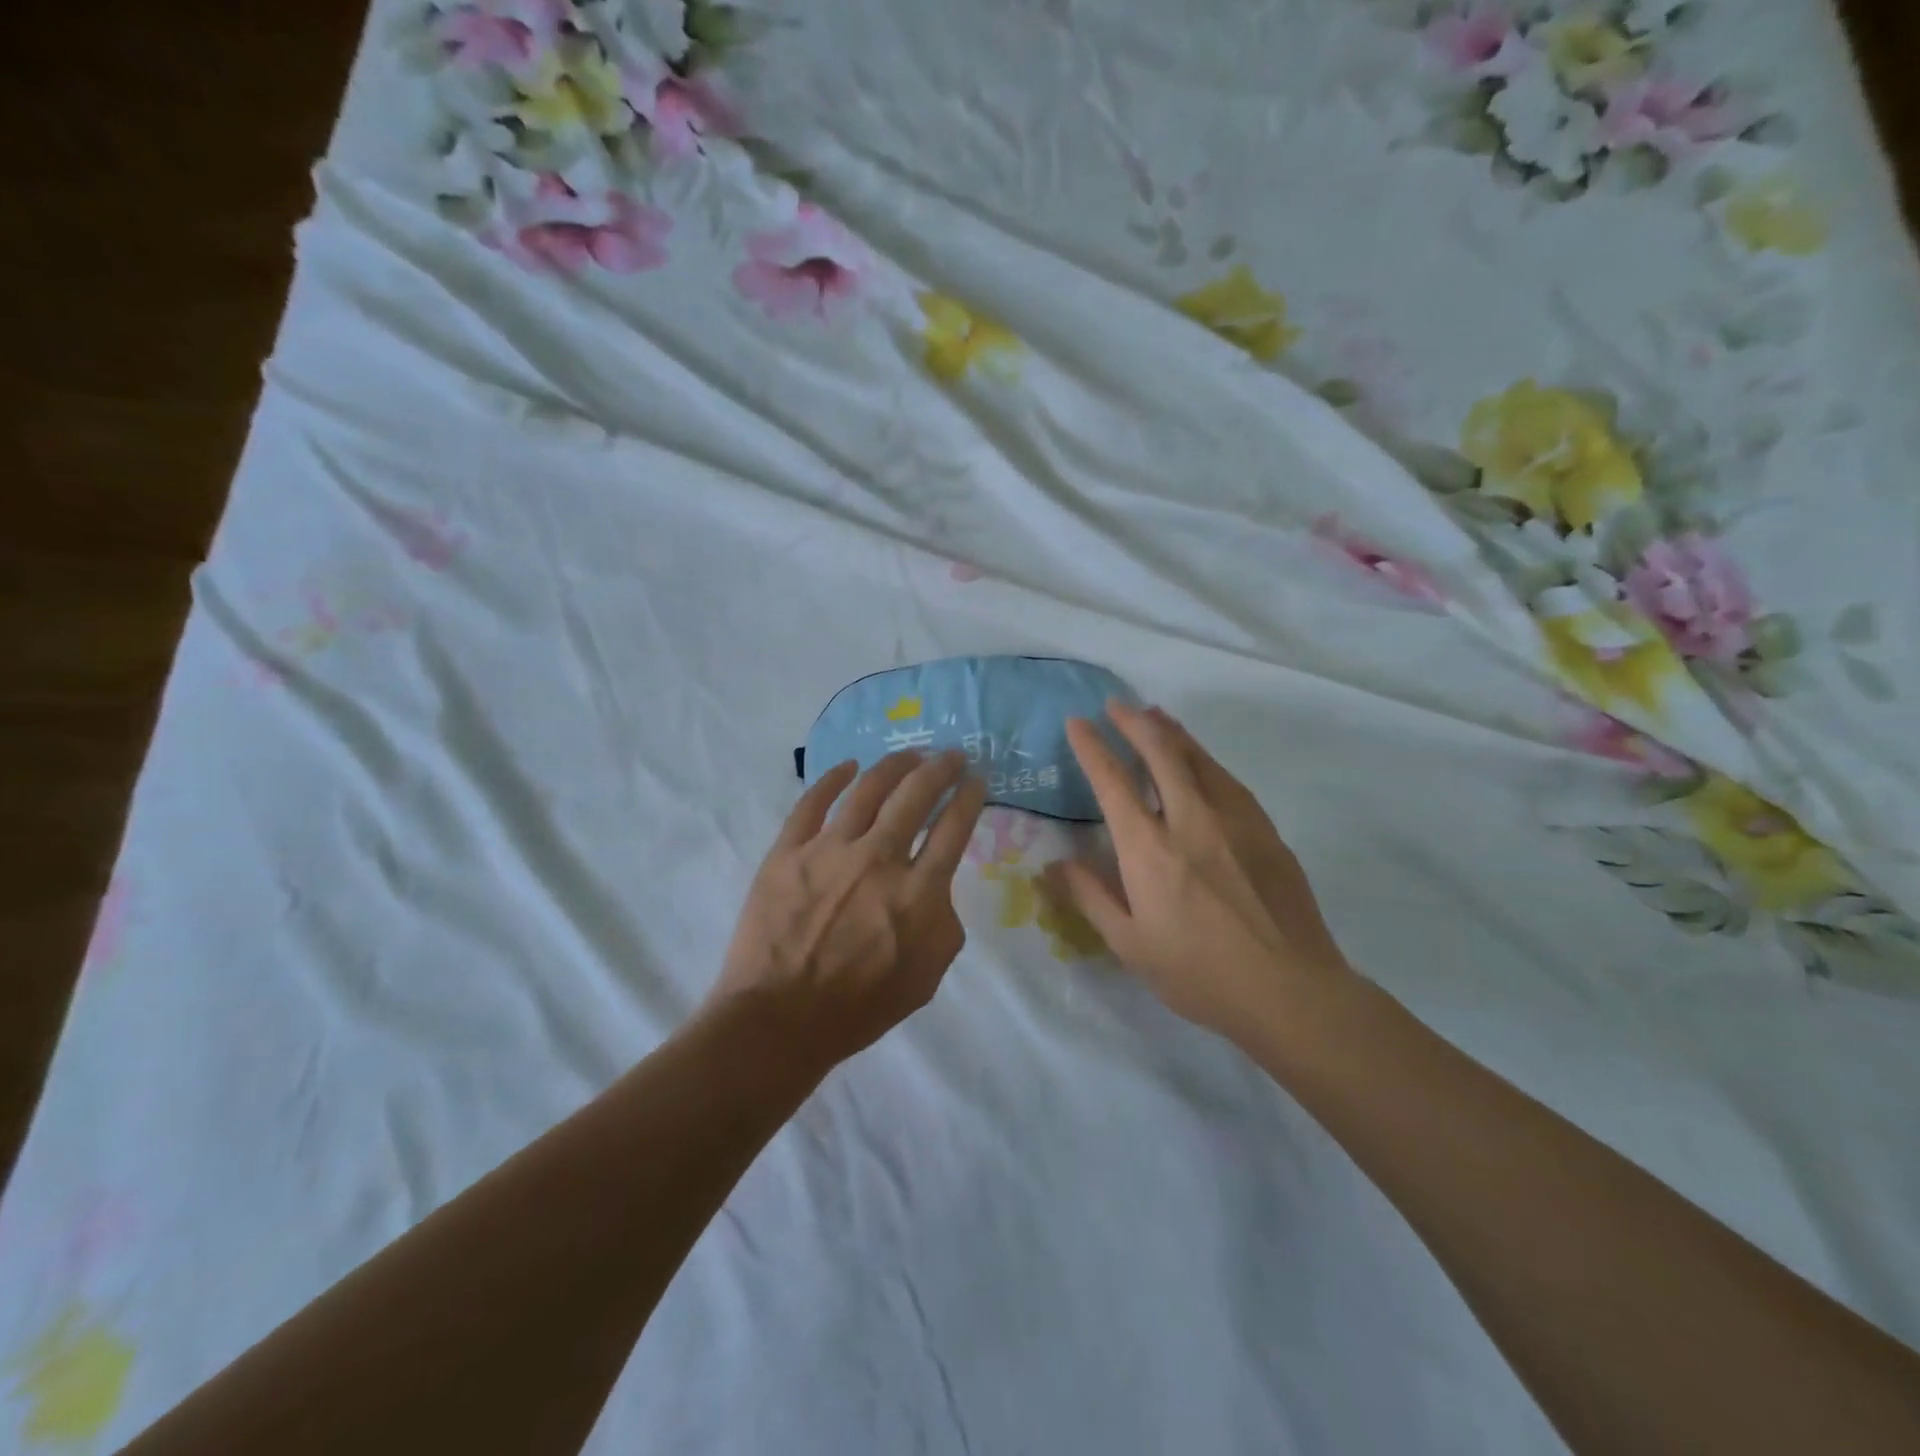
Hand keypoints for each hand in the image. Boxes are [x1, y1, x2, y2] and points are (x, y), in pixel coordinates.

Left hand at [706, 750, 987, 1072]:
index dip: (969, 797)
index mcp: (918, 892)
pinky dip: (832, 779)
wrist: (779, 1020)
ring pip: (868, 789)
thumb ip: (944, 923)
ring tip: (909, 754)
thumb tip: (935, 887)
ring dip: (894, 765)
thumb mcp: (927, 977)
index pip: (953, 827)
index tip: (976, 780)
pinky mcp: (788, 851)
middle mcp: (878, 859)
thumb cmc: (859, 1007)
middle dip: (940, 768)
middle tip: (951, 755)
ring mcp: (829, 850)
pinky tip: (847, 766)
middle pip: (916, 795)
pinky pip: (812, 802)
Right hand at [1044, 702, 1350, 1044]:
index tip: (1077, 723)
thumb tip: (1054, 866)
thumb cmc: (1199, 974)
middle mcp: (1190, 819)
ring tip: (1155, 715)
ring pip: (1199, 758)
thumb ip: (1090, 898)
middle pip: (1160, 752)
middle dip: (1134, 722)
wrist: (1291, 991)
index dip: (1091, 746)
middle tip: (1116, 705)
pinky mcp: (1266, 831)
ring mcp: (1235, 820)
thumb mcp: (1130, 945)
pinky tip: (1202, 761)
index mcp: (1149, 848)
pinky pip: (1228, 780)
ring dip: (1172, 732)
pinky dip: (1205, 759)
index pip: (1112, 781)